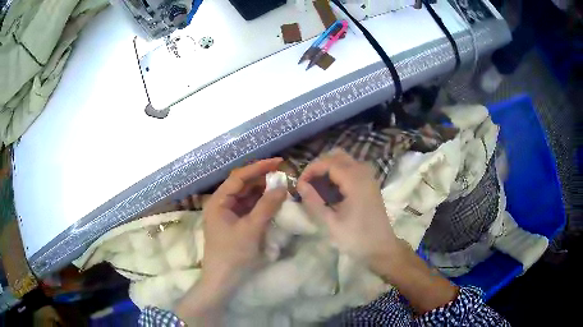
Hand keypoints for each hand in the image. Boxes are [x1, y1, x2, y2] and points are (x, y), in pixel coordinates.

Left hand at [201, 158, 286, 286]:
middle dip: (262, 179)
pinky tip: (272, 202)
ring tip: (281, 186)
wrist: (223, 280)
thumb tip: (282, 187)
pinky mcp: (233, 224)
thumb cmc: (233, 254)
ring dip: (262, 192)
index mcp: (218, 201)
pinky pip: (247, 209)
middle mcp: (220, 204)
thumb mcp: (251, 229)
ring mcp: (226, 215)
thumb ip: (266, 206)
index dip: (258, 167)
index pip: (239, 177)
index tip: (278, 162)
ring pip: (246, 197)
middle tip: (283, 175)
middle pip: (242, 185)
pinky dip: (260, 204)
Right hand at [297, 149, 457, 313]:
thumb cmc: (356, 238)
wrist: (382, 249)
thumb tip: (300, 185)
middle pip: (338, 156)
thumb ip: (314, 202)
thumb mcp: (331, 223)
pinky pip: (353, 168)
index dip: (311, 170)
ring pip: (346, 160)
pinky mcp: (371, 185)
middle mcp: (364, 173)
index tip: (299, 184)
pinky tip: (332, 189)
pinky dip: (339, 172)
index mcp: (355, 181)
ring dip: (330, 167)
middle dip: (320, 165)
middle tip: (308, 182)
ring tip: (318, 186)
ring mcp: (369, 178)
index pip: (328, 163)